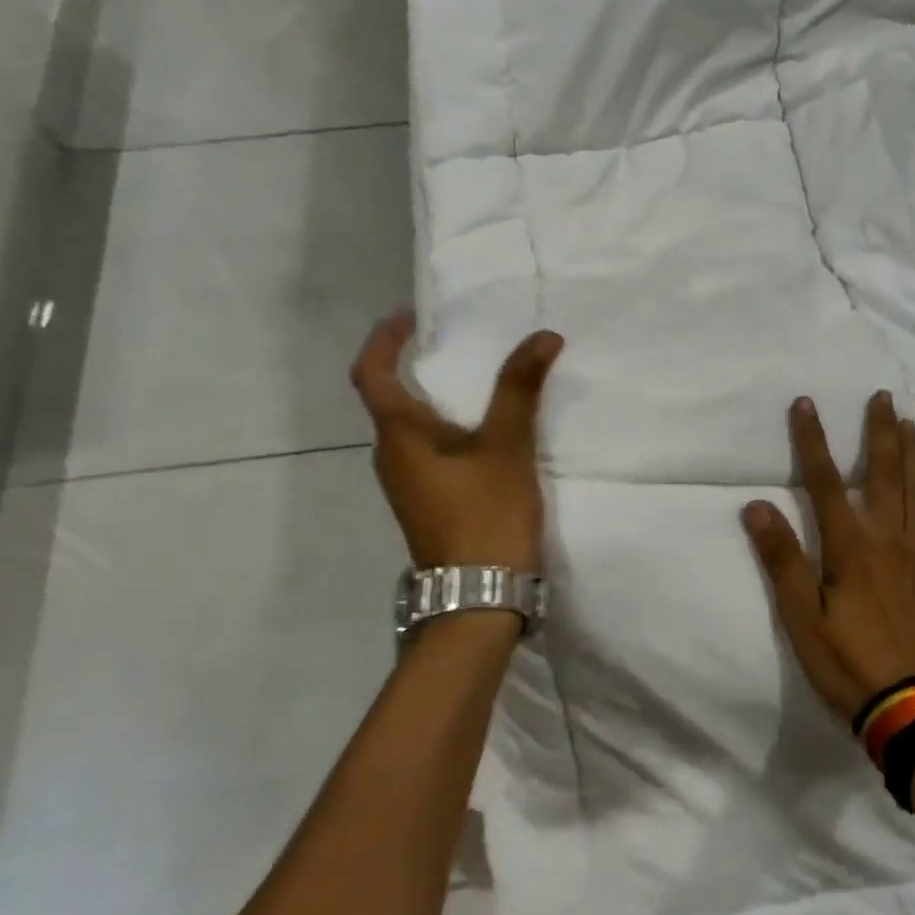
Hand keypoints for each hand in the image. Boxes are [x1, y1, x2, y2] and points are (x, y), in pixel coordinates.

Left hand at [351, 311, 563, 572]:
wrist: (478, 599)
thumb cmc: (484, 515)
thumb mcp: (507, 447)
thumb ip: (520, 390)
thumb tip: (543, 336)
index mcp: (399, 436)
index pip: (371, 373)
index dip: (384, 339)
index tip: (411, 316)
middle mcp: (392, 457)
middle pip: (391, 399)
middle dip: (417, 366)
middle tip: (459, 344)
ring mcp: (408, 484)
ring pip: (414, 428)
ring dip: (438, 400)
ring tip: (481, 383)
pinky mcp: (428, 503)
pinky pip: (431, 452)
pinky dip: (451, 429)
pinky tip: (488, 433)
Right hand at [742, 392, 914, 722]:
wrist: (907, 706)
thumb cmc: (845, 661)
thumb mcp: (800, 616)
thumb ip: (782, 559)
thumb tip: (757, 506)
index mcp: (850, 546)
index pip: (824, 482)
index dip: (812, 440)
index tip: (805, 403)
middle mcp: (886, 540)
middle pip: (882, 475)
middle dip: (879, 433)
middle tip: (883, 396)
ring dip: (913, 456)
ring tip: (912, 424)